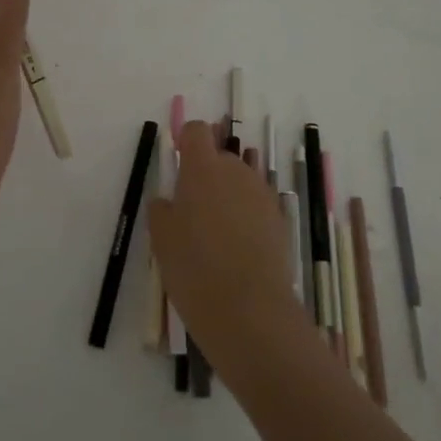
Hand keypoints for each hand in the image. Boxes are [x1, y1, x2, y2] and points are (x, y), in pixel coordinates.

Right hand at [149, 121, 302, 360]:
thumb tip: (169, 200)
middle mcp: (236, 171)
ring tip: (215, 235)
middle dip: (206, 175)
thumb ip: (162, 209)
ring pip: (239, 182)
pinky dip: (244, 217)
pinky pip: (255, 206)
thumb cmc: (194, 267)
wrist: (249, 309)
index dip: (186, 141)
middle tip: (191, 211)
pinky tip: (236, 250)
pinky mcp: (279, 219)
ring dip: (226, 196)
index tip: (177, 164)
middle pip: (220, 158)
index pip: (196, 131)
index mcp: (203, 168)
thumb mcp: (161, 238)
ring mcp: (262, 194)